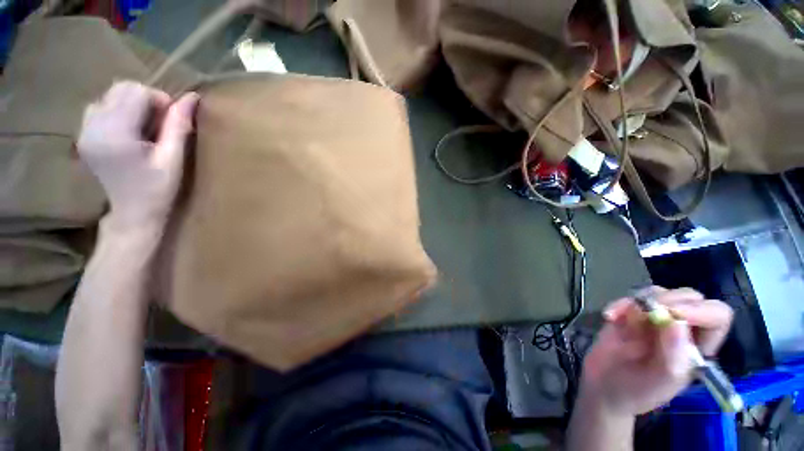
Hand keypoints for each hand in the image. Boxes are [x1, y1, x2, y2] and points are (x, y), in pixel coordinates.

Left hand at [78, 81, 198, 231]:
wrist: (132, 213)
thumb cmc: (158, 189)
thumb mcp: (173, 159)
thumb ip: (179, 126)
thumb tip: (192, 97)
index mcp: (115, 134)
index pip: (136, 92)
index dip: (160, 100)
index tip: (172, 121)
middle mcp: (93, 126)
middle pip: (121, 89)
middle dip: (146, 99)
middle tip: (160, 125)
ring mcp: (84, 130)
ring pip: (110, 95)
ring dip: (132, 104)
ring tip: (144, 128)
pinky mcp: (83, 135)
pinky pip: (100, 106)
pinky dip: (118, 110)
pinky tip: (128, 130)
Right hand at [579, 287, 733, 417]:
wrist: (603, 387)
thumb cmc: (637, 391)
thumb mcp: (660, 383)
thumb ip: (674, 356)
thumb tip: (677, 323)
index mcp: (697, 347)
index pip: (716, 317)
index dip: (702, 310)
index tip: (673, 314)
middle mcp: (681, 329)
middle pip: (690, 298)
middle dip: (670, 299)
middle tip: (648, 310)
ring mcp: (654, 319)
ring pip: (659, 293)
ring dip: (640, 300)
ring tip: (621, 316)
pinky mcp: (630, 314)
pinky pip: (629, 298)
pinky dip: (619, 304)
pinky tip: (609, 316)